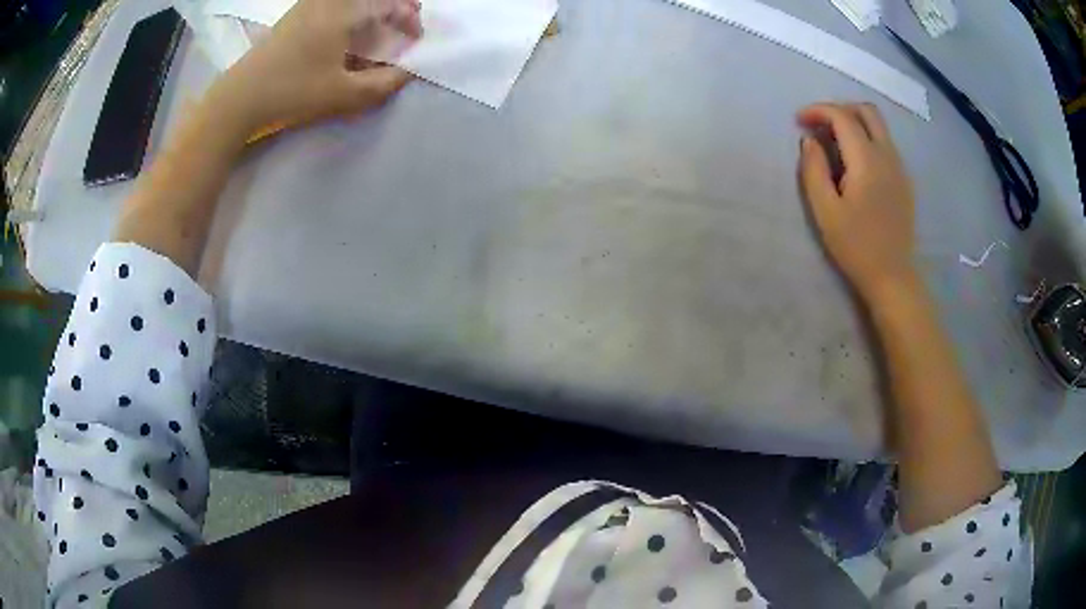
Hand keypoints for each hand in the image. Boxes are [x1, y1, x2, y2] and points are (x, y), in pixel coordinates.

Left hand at [209, 0, 422, 135]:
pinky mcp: (295, 14)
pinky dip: (350, 11)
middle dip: (394, 6)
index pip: (390, 3)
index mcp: (344, 12)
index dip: (409, 18)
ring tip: (379, 26)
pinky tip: (347, 31)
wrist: (240, 97)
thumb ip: (382, 84)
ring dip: (371, 8)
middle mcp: (328, 1)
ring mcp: (309, 5)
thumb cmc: (293, 92)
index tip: (414, 40)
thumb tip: (407, 72)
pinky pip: (333, 3)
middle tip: (404, 23)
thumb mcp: (343, 95)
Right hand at [798, 103, 917, 299]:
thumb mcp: (825, 211)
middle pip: (867, 111)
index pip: (842, 116)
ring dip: (855, 123)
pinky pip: (886, 144)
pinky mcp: (904, 180)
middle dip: (840, 109)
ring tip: (835, 142)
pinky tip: (855, 162)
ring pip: (879, 126)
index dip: (818, 111)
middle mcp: (887, 155)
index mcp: (867, 160)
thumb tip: (809, 141)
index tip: (799, 121)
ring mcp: (900, 167)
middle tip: (820, 125)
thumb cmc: (855, 246)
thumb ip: (813, 169)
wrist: (892, 276)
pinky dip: (867, 139)